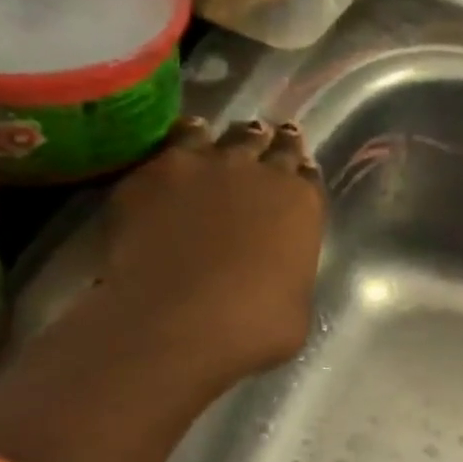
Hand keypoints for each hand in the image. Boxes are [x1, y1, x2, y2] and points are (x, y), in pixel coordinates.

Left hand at [93, 118, 326, 385]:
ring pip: (222, 134)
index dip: (301, 175)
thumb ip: (289, 274)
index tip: (296, 175)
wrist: (177, 321)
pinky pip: (172, 142)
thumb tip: (277, 273)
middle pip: (270, 142)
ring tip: (217, 146)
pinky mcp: (154, 170)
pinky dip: (179, 145)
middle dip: (271, 144)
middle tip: (266, 144)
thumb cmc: (254, 327)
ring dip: (225, 141)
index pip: (308, 175)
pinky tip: (175, 157)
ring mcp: (204, 164)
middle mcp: (260, 172)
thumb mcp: (296, 307)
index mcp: (303, 206)